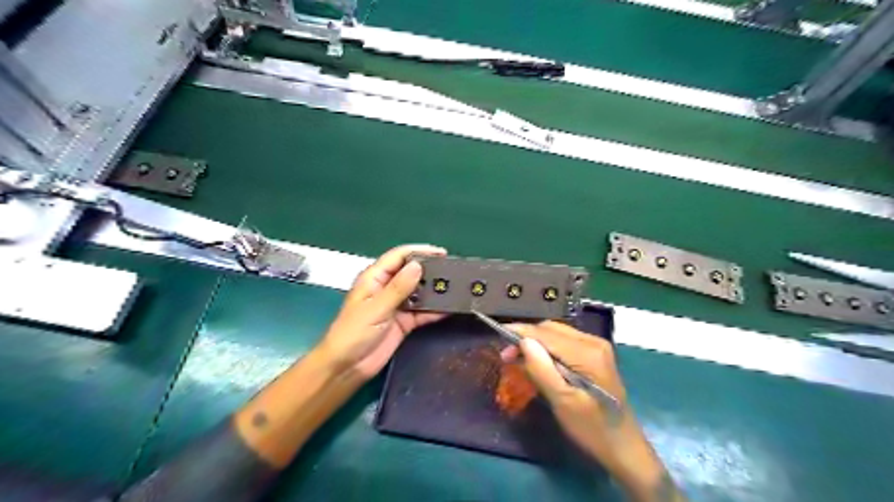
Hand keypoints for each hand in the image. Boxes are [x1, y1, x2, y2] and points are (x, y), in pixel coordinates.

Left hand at [319, 243, 446, 380]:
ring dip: (434, 291)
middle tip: (453, 271)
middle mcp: (387, 288)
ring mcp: (397, 306)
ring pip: (419, 292)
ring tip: (456, 288)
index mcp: (374, 278)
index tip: (442, 253)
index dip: (420, 251)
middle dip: (430, 271)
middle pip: (411, 273)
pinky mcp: (404, 322)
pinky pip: (422, 312)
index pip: (399, 257)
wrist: (347, 367)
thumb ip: (398, 287)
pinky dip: (435, 310)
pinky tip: (449, 308)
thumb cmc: (353, 333)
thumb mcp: (376, 308)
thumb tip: (418, 266)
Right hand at [502, 323, 677, 499]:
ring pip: (557, 334)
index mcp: (587, 353)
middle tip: (506, 355)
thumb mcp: (562, 402)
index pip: (546, 333)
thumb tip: (523, 342)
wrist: (624, 448)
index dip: (520, 332)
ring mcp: (597, 347)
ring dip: (536, 342)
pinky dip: (548, 349)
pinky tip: (538, 361)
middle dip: (527, 337)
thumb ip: (542, 369)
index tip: (497, 334)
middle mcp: (593, 342)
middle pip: (552, 329)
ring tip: (517, 358)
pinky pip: (565, 343)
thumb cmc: (592, 429)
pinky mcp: (596, 355)